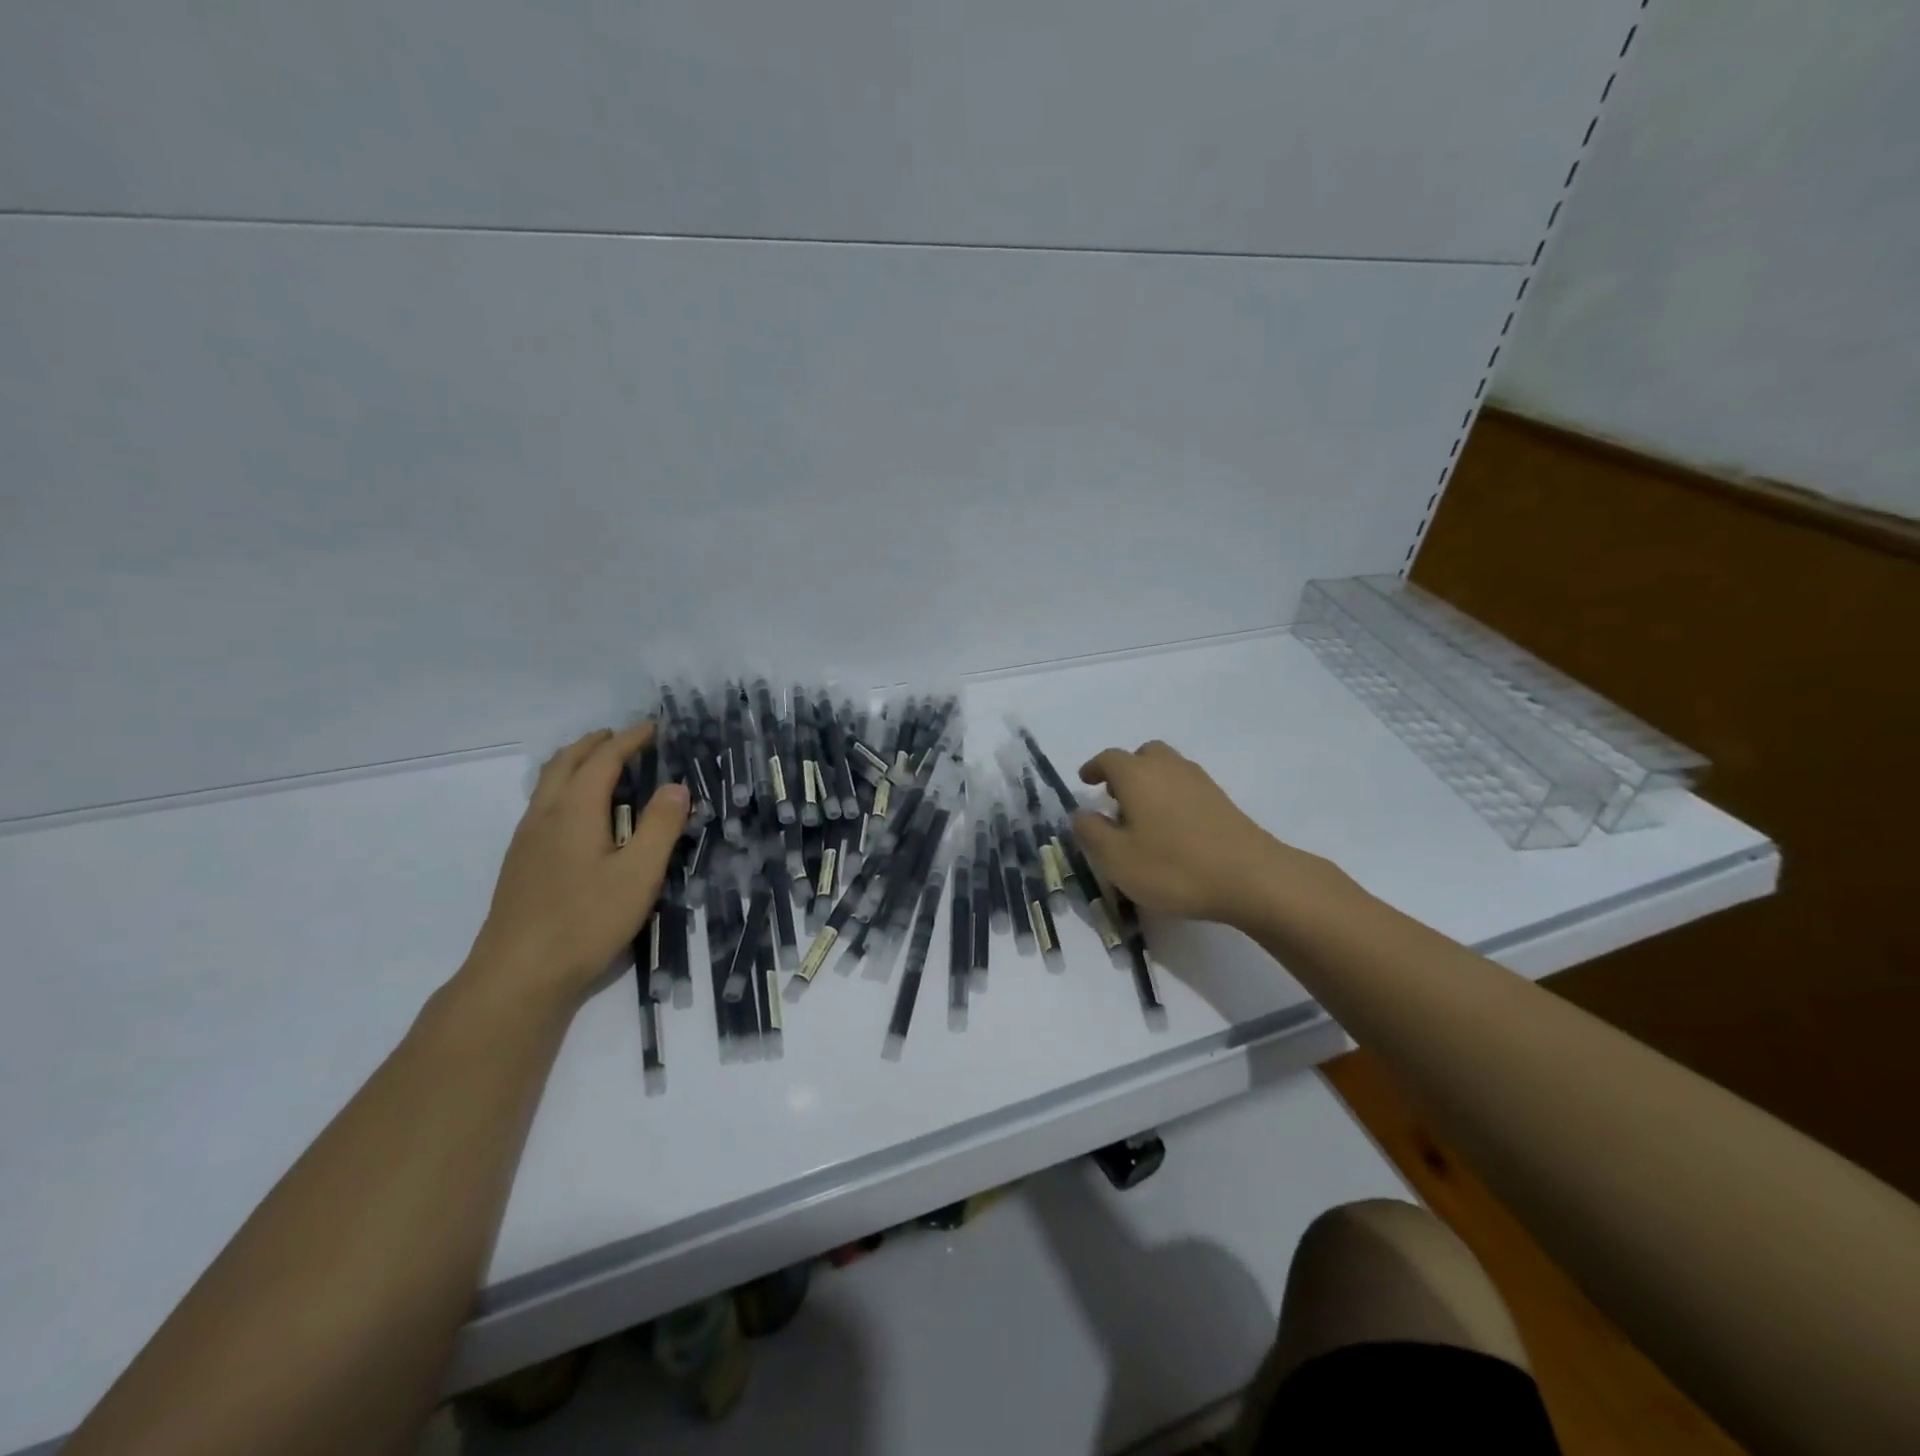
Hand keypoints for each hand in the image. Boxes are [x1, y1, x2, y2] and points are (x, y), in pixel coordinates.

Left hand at [466, 722, 687, 1004]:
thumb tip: (676, 786)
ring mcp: (526, 840)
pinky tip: (579, 815)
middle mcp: (545, 816)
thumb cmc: (586, 921)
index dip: (628, 740)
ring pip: (548, 784)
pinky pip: (543, 806)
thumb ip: (660, 826)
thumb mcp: (639, 874)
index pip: (603, 760)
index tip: (652, 727)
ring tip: (601, 767)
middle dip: (594, 744)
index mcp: (575, 811)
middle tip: (622, 737)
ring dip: (575, 764)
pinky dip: (565, 789)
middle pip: (565, 763)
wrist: (518, 975)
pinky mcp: (520, 864)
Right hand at [1072, 740, 1303, 929]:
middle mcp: (1168, 768)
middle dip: (1126, 770)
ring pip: (1168, 768)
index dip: (1093, 768)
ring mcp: (1199, 781)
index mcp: (1137, 775)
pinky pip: (1186, 785)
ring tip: (1142, 816)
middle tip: (1115, 797)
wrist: (1251, 878)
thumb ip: (1092, 832)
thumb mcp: (1116, 858)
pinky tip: (1172, 828)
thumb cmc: (1173, 867)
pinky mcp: (1221, 800)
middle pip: (1143, 755)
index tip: (1085, 782)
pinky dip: (1172, 795)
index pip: (1108, 759)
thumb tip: (1081, 813)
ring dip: (1150, 782)